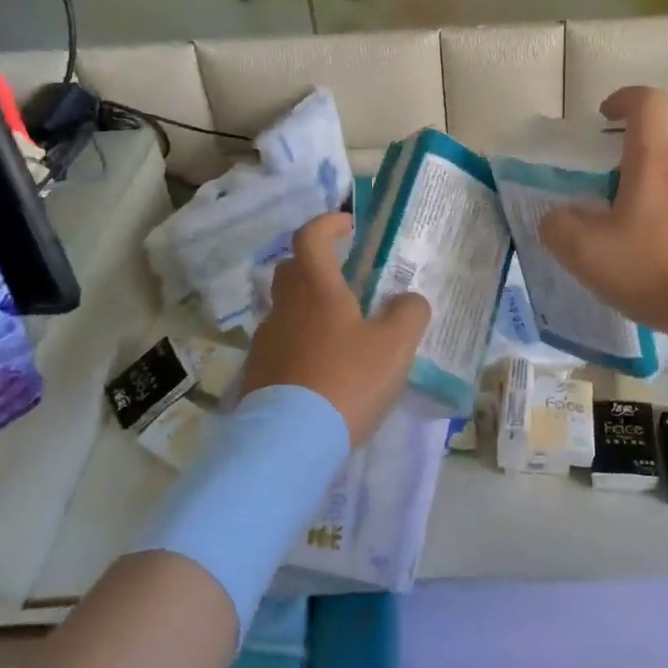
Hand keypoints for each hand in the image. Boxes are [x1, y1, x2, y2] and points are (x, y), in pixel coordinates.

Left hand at [242, 212, 431, 446]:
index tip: (349, 227)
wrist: (288, 443)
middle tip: (346, 278)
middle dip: (316, 263)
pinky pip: (281, 342)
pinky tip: (322, 368)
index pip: (310, 236)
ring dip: (309, 307)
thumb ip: (409, 314)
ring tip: (341, 331)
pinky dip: (300, 342)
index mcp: (316, 289)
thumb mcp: (395, 347)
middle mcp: (285, 307)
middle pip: (292, 268)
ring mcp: (266, 340)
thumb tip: (409, 300)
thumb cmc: (346, 382)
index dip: (328, 223)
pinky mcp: (258, 373)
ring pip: (286, 307)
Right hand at [539, 86, 667, 345]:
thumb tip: (555, 216)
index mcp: (655, 157)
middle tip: (617, 173)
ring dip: (666, 171)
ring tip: (648, 213)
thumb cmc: (656, 271)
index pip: (646, 99)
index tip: (605, 117)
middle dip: (640, 137)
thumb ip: (559, 227)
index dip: (623, 99)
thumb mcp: (588, 255)